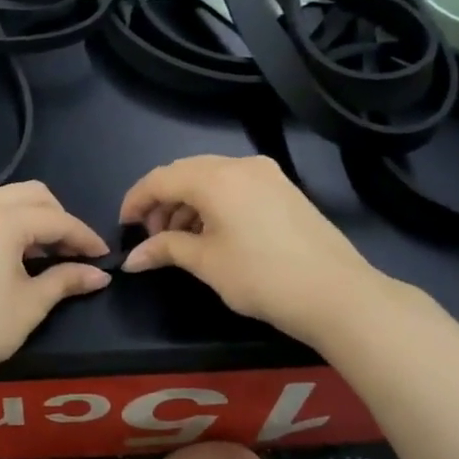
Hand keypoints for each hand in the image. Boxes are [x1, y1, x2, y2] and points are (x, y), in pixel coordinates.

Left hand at [0, 182, 110, 396]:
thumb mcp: (31, 304)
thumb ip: (66, 280)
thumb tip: (100, 275)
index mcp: (3, 220)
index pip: (56, 220)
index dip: (84, 237)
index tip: (102, 256)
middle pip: (28, 195)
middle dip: (55, 217)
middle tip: (69, 250)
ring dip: (22, 215)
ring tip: (34, 249)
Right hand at [119, 155, 396, 348]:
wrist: (335, 293)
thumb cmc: (261, 277)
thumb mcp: (206, 263)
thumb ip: (165, 249)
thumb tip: (132, 259)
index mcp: (216, 178)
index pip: (160, 178)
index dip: (135, 200)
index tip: (123, 227)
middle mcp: (240, 165)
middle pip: (185, 172)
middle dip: (162, 201)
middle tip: (152, 236)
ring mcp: (267, 174)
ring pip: (211, 178)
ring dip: (187, 203)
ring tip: (180, 240)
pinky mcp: (283, 189)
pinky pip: (235, 185)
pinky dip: (213, 203)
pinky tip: (211, 234)